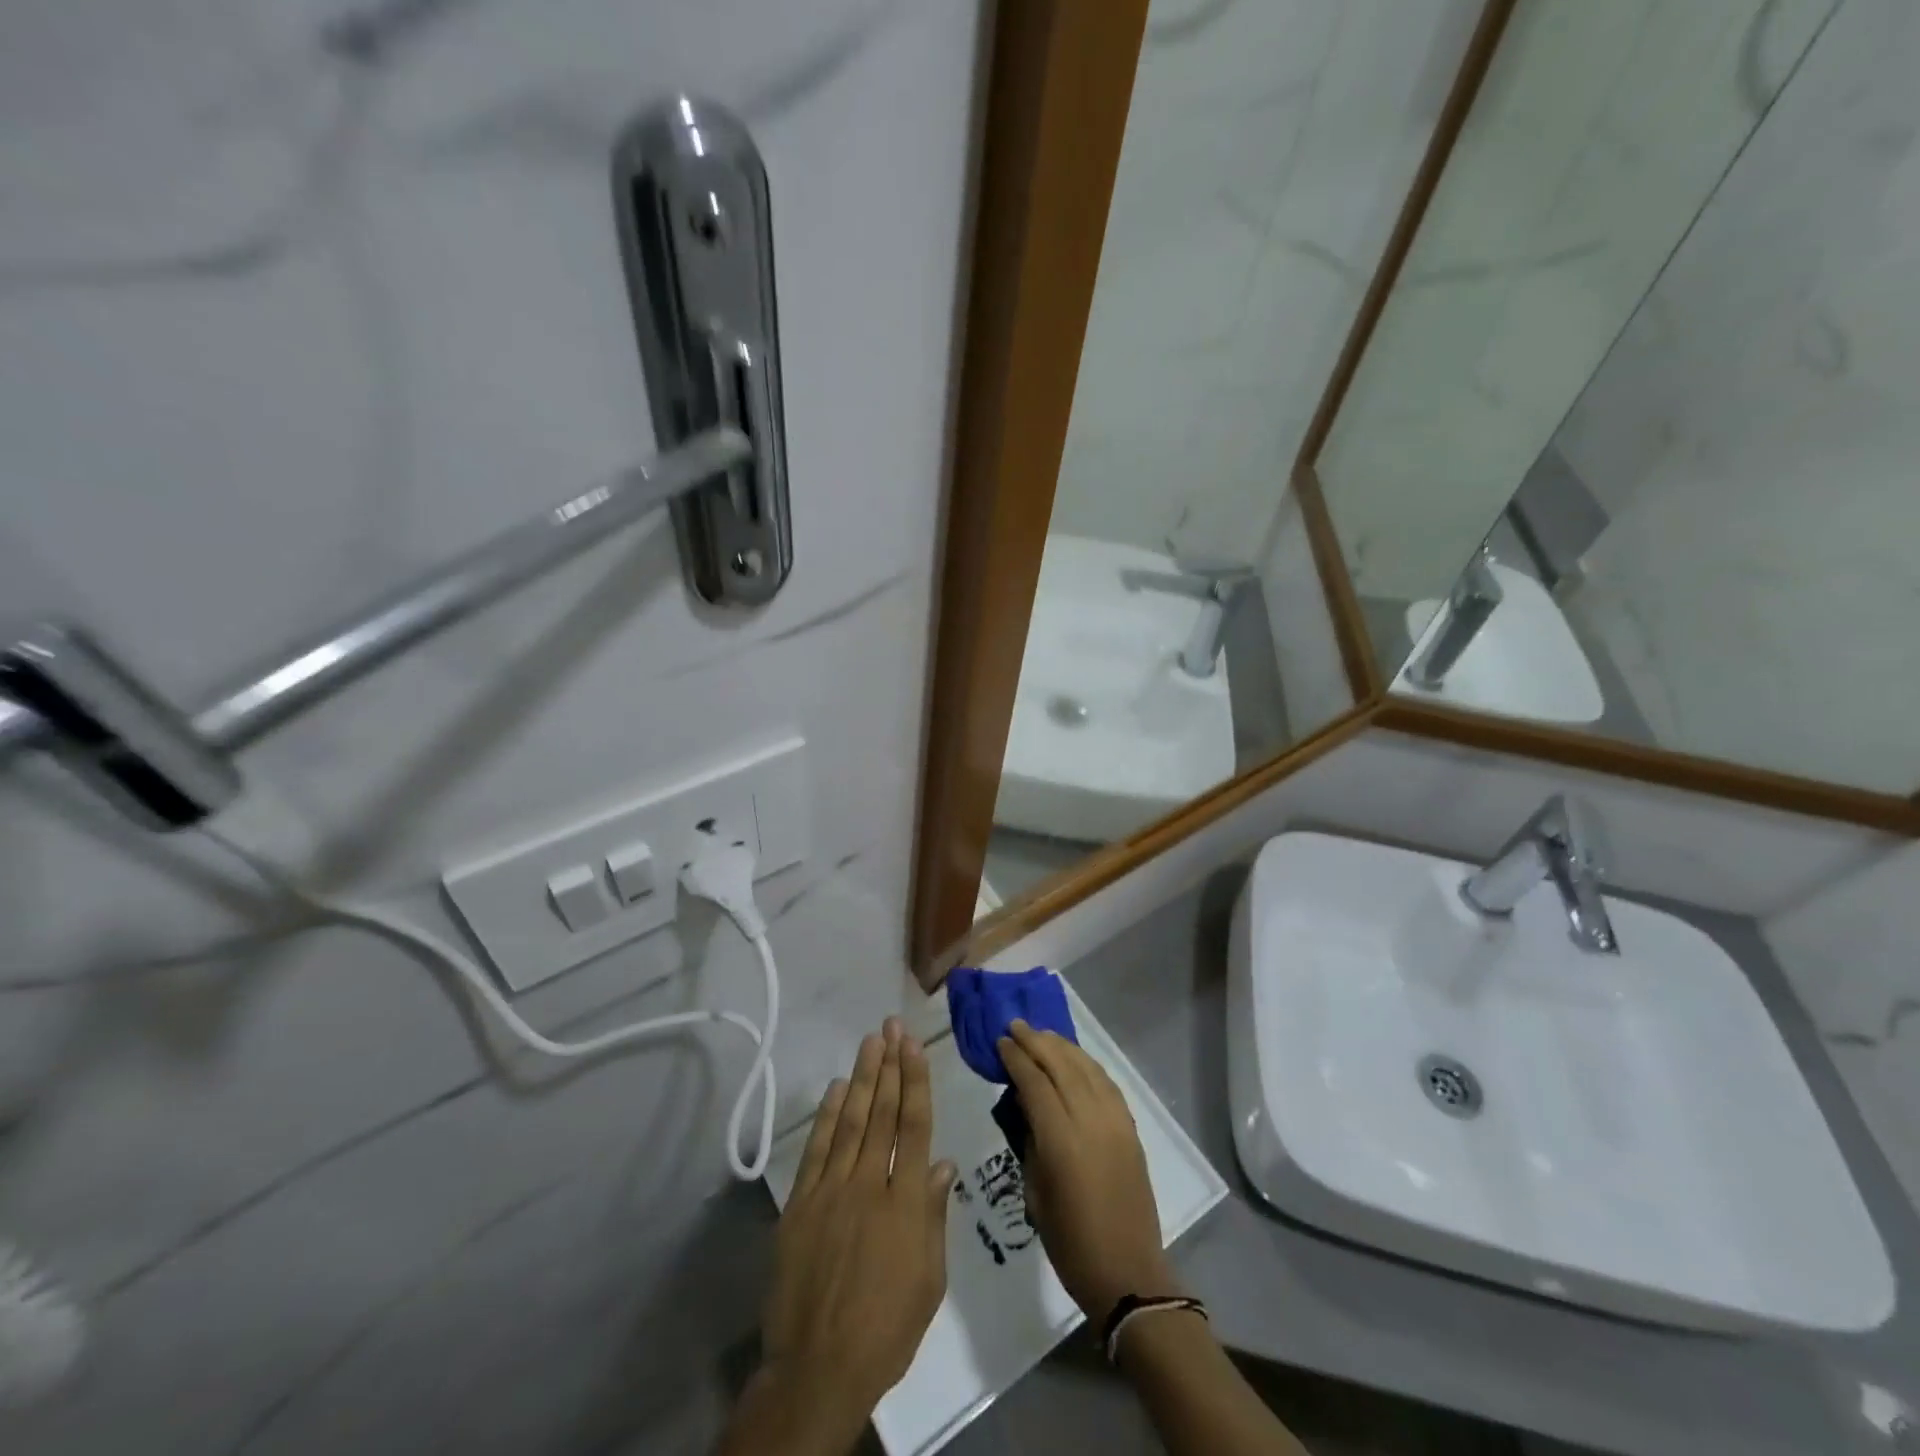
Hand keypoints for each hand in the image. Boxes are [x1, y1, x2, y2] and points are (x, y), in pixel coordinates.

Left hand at [723, 1018, 956, 1455]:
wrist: (818, 1367)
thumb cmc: (886, 1328)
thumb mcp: (929, 1280)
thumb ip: (934, 1216)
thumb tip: (943, 1163)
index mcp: (905, 1202)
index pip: (913, 1126)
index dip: (915, 1081)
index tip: (914, 1046)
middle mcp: (868, 1184)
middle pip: (882, 1113)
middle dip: (889, 1065)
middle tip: (892, 1027)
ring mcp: (831, 1190)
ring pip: (851, 1121)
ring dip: (862, 1078)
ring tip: (871, 1042)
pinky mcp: (800, 1204)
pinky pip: (817, 1149)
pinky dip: (828, 1116)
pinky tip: (838, 1089)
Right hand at [998, 1019, 1177, 1321]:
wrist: (1128, 1273)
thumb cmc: (1071, 1243)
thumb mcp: (1035, 1193)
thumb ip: (1031, 1143)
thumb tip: (1028, 1107)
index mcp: (1062, 1140)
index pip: (1035, 1083)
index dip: (1016, 1058)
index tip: (1001, 1041)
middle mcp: (1091, 1121)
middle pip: (1062, 1065)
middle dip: (1037, 1041)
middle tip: (1016, 1025)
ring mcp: (1116, 1122)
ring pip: (1087, 1068)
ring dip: (1063, 1047)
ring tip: (1042, 1034)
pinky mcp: (1131, 1129)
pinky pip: (1107, 1083)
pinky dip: (1088, 1064)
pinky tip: (1075, 1059)